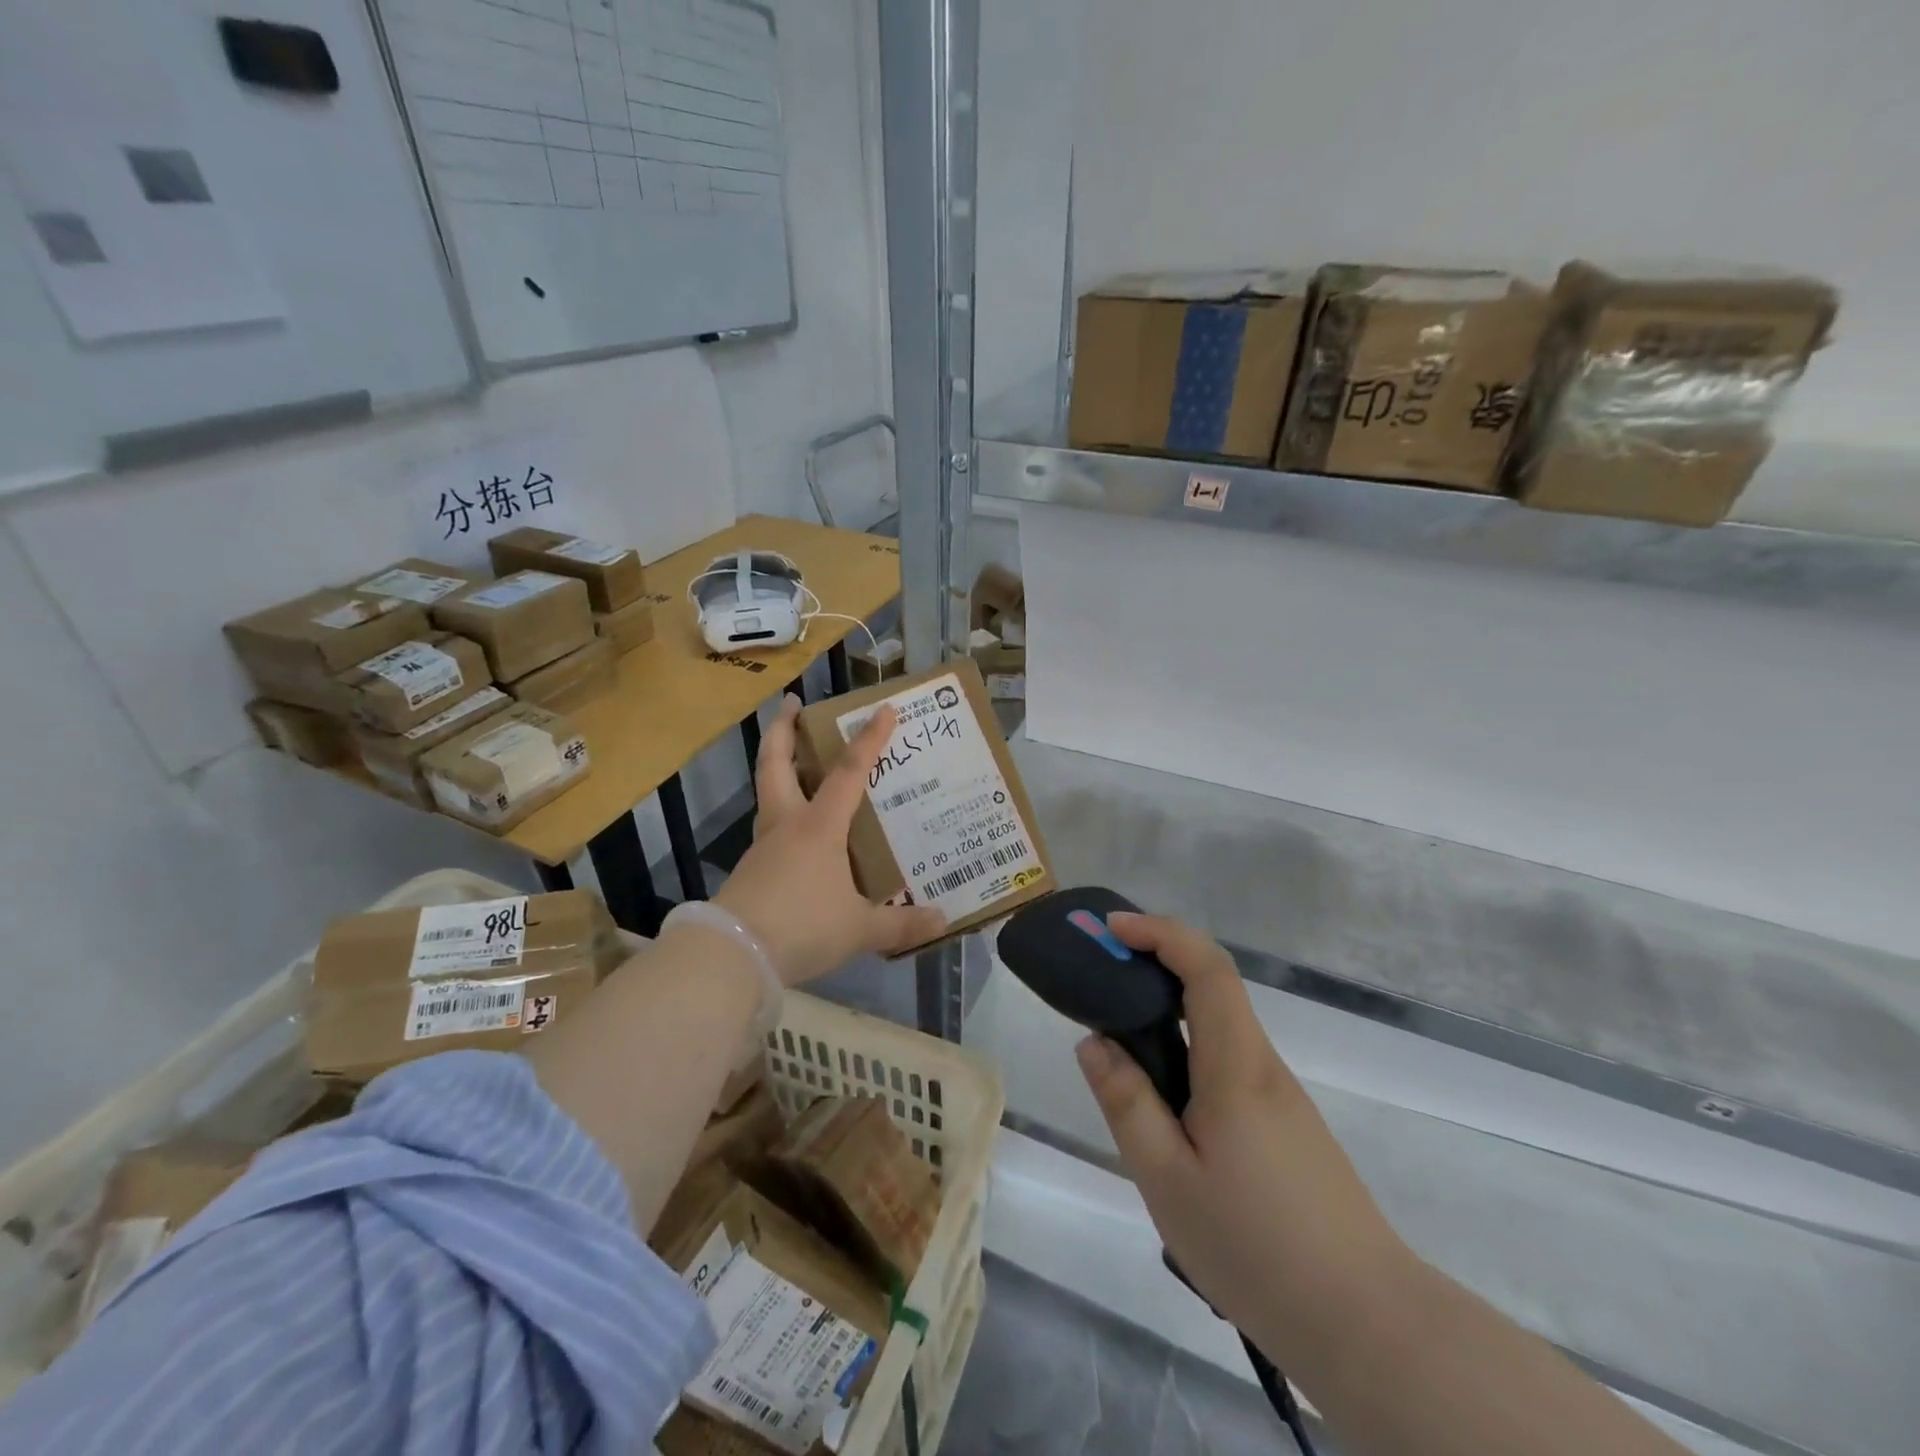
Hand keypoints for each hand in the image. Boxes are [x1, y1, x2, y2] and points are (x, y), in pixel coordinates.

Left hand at [713, 695, 944, 985]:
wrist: (733, 955)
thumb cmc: (802, 926)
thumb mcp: (859, 929)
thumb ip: (900, 924)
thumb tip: (942, 922)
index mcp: (818, 827)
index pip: (848, 772)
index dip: (868, 740)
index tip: (883, 709)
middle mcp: (787, 825)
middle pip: (776, 763)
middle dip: (782, 728)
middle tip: (790, 702)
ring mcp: (763, 846)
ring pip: (768, 792)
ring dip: (778, 767)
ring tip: (797, 760)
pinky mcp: (750, 870)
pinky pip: (770, 829)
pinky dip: (782, 814)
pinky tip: (798, 832)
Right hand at [1075, 914, 1412, 1367]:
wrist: (1367, 1323)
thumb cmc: (1255, 1247)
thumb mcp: (1167, 1178)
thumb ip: (1127, 1102)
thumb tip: (1094, 1041)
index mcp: (1236, 1066)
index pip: (1207, 968)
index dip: (1161, 933)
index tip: (1113, 929)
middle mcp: (1262, 1065)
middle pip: (1214, 986)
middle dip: (1158, 960)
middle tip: (1103, 972)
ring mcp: (1280, 1095)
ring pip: (1220, 1025)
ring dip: (1170, 1006)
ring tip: (1118, 1034)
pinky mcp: (1285, 1125)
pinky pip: (1228, 1060)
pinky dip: (1188, 1045)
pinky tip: (1164, 1097)